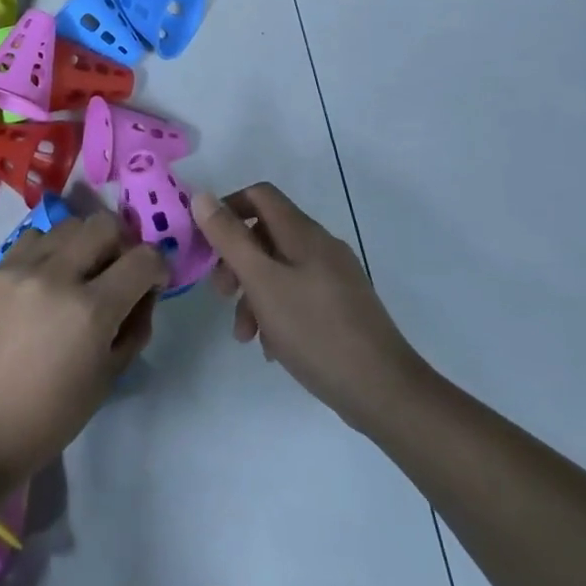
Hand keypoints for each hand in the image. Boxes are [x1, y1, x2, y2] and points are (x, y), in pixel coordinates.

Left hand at [0, 211, 165, 481]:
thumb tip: (143, 292)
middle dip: (122, 244)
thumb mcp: (109, 377)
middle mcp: (58, 275)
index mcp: (91, 310)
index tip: (152, 283)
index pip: (143, 258)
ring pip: (70, 224)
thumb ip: (134, 326)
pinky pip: (35, 236)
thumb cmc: (49, 416)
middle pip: (106, 224)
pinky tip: (48, 276)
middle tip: (117, 273)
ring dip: (86, 243)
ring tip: (80, 273)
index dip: (158, 267)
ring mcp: (23, 267)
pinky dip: (52, 248)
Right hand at [192, 184, 425, 432]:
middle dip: (236, 261)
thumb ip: (230, 238)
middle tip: (221, 295)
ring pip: (279, 270)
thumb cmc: (315, 330)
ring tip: (245, 335)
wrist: (383, 390)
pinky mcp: (341, 307)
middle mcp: (321, 247)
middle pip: (266, 235)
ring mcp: (334, 278)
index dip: (228, 209)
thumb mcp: (262, 282)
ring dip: (253, 295)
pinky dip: (276, 312)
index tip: (206, 244)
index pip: (259, 195)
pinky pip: (297, 295)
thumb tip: (202, 196)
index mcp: (303, 233)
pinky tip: (271, 347)